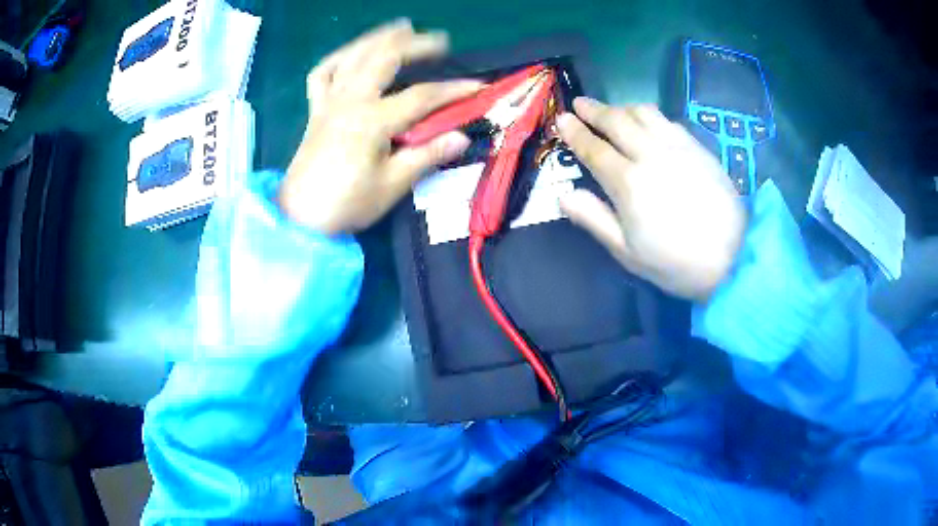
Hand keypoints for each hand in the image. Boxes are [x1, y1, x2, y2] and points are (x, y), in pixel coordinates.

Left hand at [279, 19, 482, 234]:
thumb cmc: (346, 204)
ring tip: (401, 28)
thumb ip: (426, 156)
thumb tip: (462, 137)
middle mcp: (350, 101)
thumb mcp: (391, 186)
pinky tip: (353, 53)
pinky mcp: (315, 109)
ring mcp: (329, 101)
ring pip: (353, 56)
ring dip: (378, 37)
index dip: (453, 90)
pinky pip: (322, 73)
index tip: (478, 86)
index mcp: (372, 121)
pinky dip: (338, 57)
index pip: (422, 97)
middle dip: (416, 44)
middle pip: (385, 58)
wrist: (300, 218)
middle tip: (440, 40)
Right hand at [557, 98, 746, 301]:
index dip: (575, 132)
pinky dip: (649, 115)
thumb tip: (564, 195)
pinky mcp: (698, 148)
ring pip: (643, 113)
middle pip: (617, 121)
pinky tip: (648, 123)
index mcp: (629, 182)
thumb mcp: (628, 252)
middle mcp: (651, 154)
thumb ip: (594, 219)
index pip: (594, 149)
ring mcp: (678, 147)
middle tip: (579, 103)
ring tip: (611, 110)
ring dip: (621, 107)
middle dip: (594, 110)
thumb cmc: (676, 262)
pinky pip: (668, 121)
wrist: (733, 258)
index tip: (561, 120)